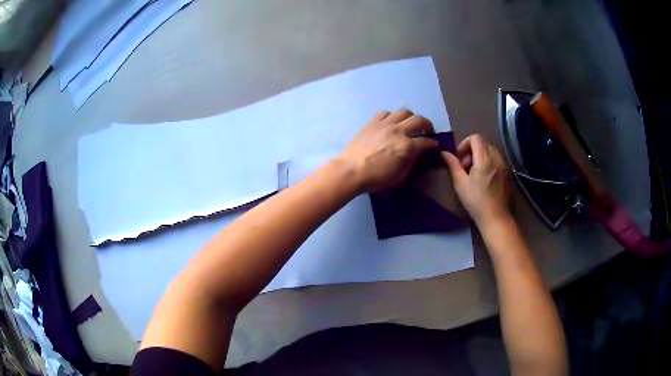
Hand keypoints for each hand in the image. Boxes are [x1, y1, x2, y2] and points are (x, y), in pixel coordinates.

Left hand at [339, 109, 437, 192]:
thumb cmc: (376, 178)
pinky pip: (385, 112)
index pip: (426, 142)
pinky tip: (391, 122)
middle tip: (428, 131)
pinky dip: (391, 116)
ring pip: (403, 112)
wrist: (351, 171)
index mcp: (406, 147)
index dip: (433, 144)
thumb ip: (411, 163)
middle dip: (428, 125)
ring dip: (411, 117)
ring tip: (410, 124)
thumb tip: (416, 154)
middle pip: (419, 120)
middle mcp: (398, 131)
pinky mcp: (372, 122)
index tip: (434, 145)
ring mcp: (384, 124)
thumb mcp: (400, 177)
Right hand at [442, 134, 512, 228]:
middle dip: (473, 151)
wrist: (496, 218)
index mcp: (485, 158)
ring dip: (481, 157)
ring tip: (476, 174)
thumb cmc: (476, 201)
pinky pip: (498, 160)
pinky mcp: (509, 173)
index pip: (476, 138)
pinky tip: (486, 179)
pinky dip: (490, 163)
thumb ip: (453, 165)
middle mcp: (497, 158)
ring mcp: (505, 165)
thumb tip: (444, 153)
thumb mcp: (460, 183)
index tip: (460, 158)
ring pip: (491, 151)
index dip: (465, 143)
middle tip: (466, 167)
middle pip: (484, 143)